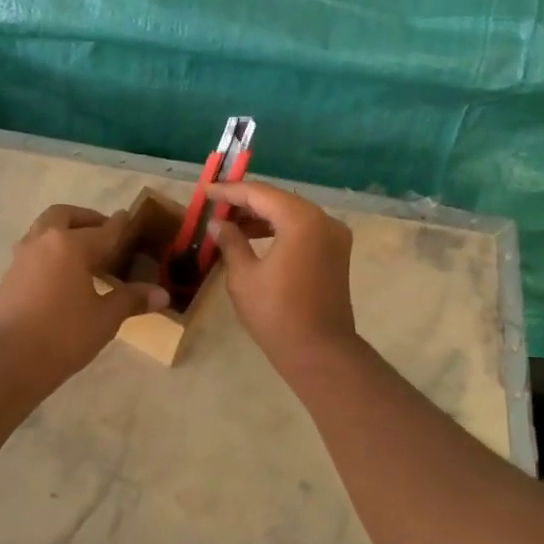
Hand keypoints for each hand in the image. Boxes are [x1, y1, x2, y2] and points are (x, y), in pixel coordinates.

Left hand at [0, 205, 169, 381]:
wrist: (9, 360)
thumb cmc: (64, 334)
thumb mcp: (105, 318)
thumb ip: (131, 300)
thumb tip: (162, 295)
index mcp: (70, 245)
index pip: (102, 230)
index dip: (119, 225)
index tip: (127, 217)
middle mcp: (43, 241)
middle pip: (64, 216)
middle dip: (85, 218)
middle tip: (103, 232)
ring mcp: (22, 258)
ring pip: (44, 230)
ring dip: (63, 232)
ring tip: (82, 252)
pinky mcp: (9, 276)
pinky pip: (34, 251)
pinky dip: (50, 251)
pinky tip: (61, 274)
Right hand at [205, 182, 359, 367]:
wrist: (320, 352)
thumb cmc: (276, 313)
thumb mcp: (244, 276)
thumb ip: (230, 242)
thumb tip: (218, 224)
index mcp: (301, 220)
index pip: (260, 193)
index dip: (230, 191)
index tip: (206, 191)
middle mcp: (323, 220)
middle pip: (279, 200)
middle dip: (247, 202)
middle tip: (216, 207)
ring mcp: (334, 236)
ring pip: (293, 214)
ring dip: (263, 217)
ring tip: (231, 225)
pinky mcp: (336, 253)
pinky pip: (304, 230)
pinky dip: (280, 229)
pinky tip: (256, 239)